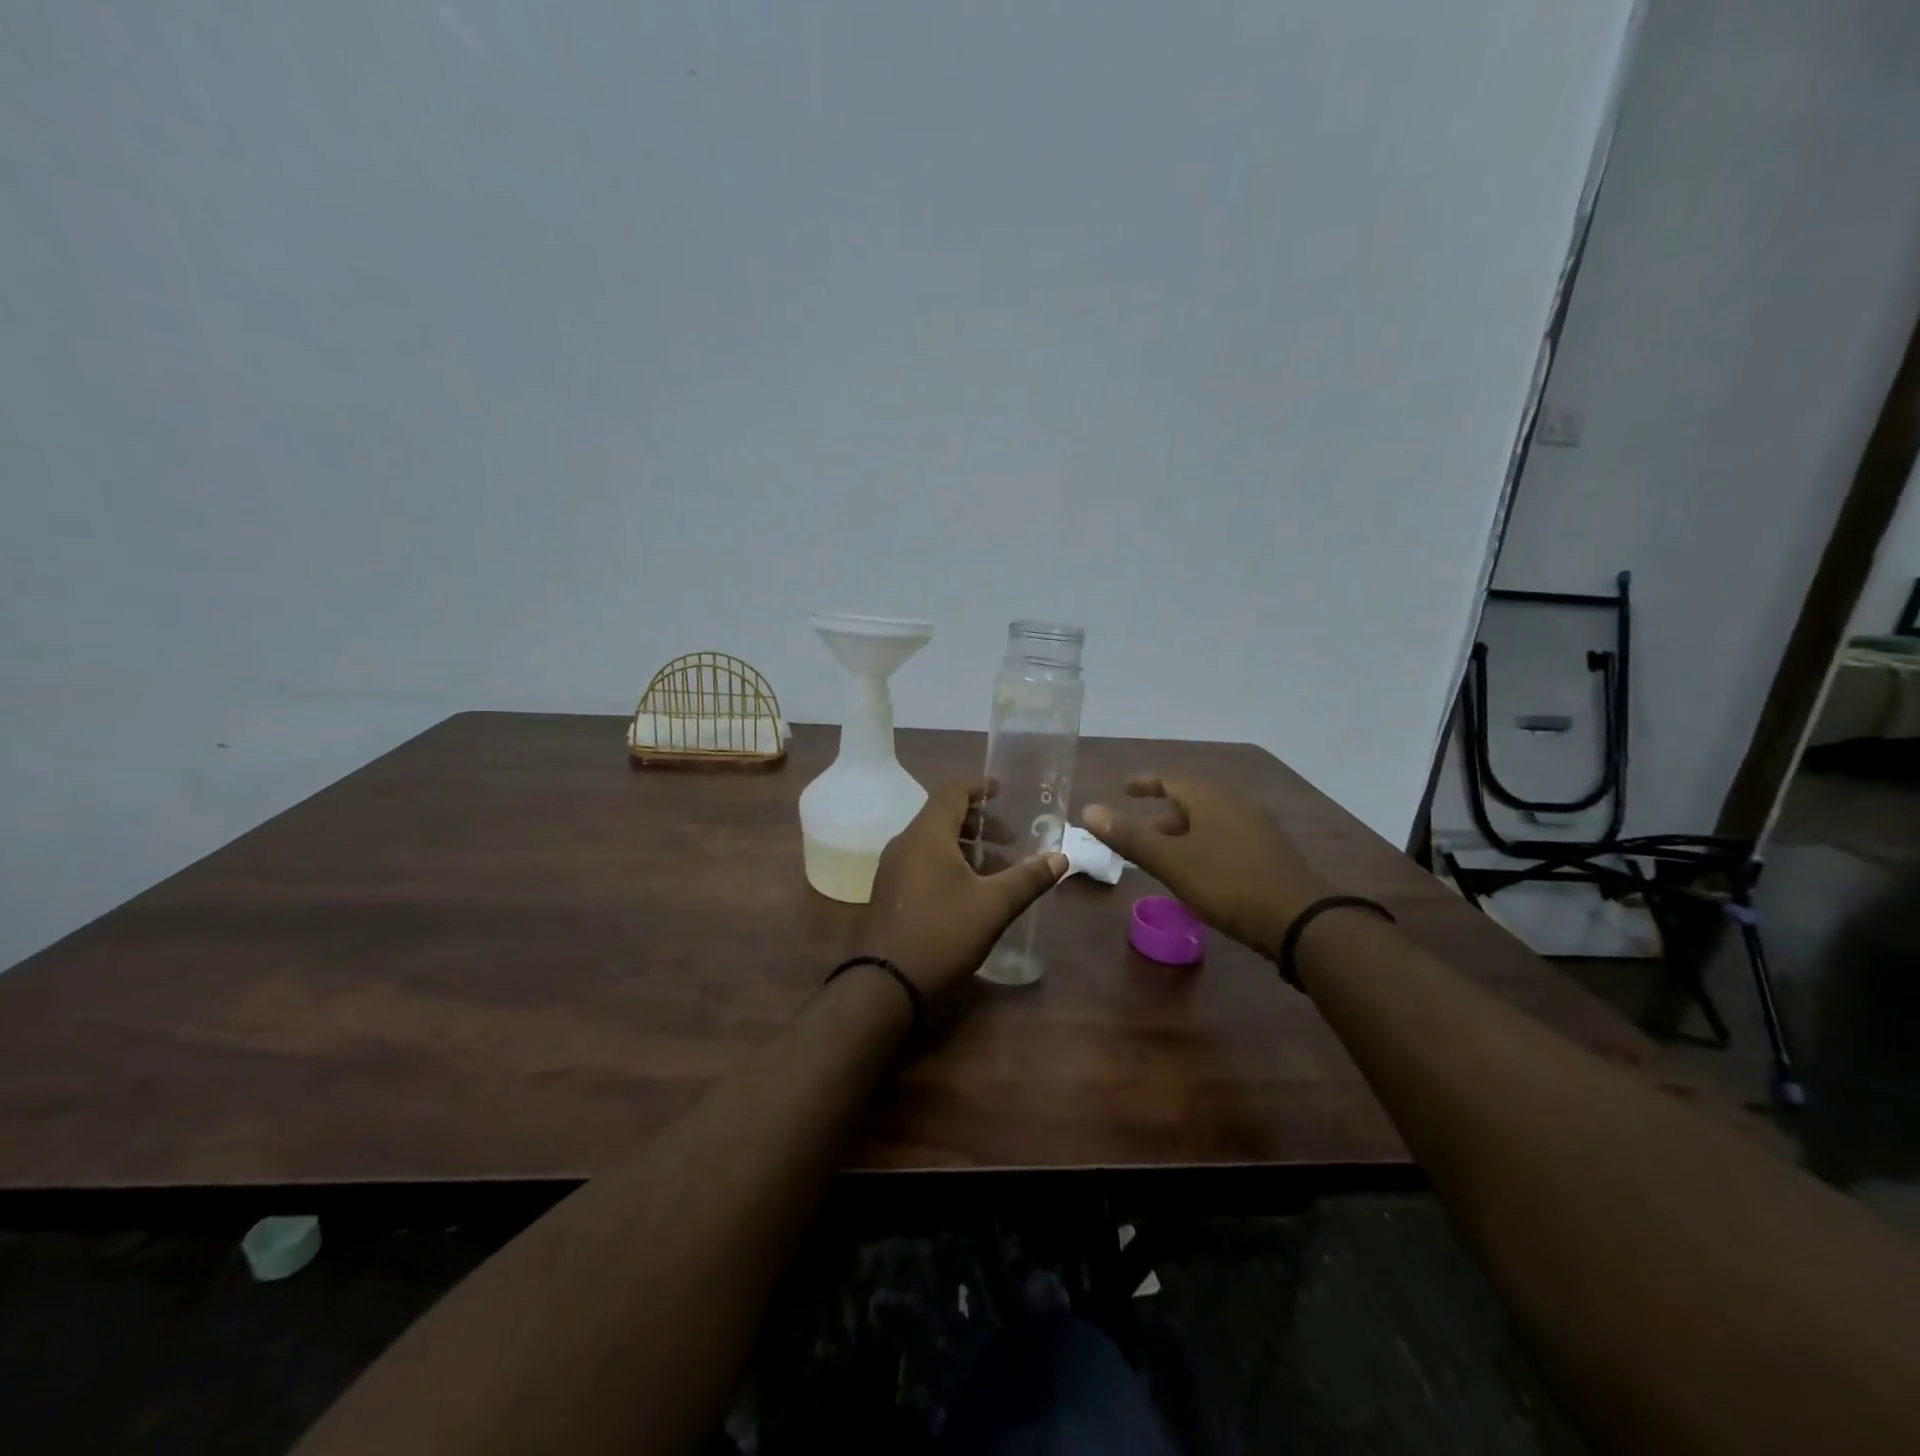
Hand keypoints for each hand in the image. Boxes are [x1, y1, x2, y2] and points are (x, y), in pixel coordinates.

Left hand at [857, 783, 1067, 997]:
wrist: (886, 983)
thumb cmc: (943, 933)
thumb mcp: (994, 906)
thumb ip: (1028, 878)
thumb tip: (1061, 858)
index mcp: (927, 835)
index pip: (952, 791)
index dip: (979, 787)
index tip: (1003, 792)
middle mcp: (905, 843)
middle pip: (942, 815)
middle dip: (979, 823)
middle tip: (1010, 840)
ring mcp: (892, 868)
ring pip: (932, 841)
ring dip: (965, 846)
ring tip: (996, 869)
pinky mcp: (889, 891)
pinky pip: (921, 861)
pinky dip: (948, 863)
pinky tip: (969, 891)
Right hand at [1083, 775, 1331, 961]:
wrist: (1299, 920)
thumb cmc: (1227, 883)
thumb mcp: (1171, 861)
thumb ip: (1129, 836)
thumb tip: (1088, 810)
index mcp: (1211, 799)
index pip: (1171, 779)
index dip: (1145, 783)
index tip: (1124, 789)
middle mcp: (1236, 805)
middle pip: (1192, 800)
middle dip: (1162, 814)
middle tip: (1138, 831)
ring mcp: (1258, 829)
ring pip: (1210, 822)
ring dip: (1183, 833)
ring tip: (1163, 856)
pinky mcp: (1271, 854)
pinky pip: (1227, 839)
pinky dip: (1203, 846)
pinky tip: (1199, 872)